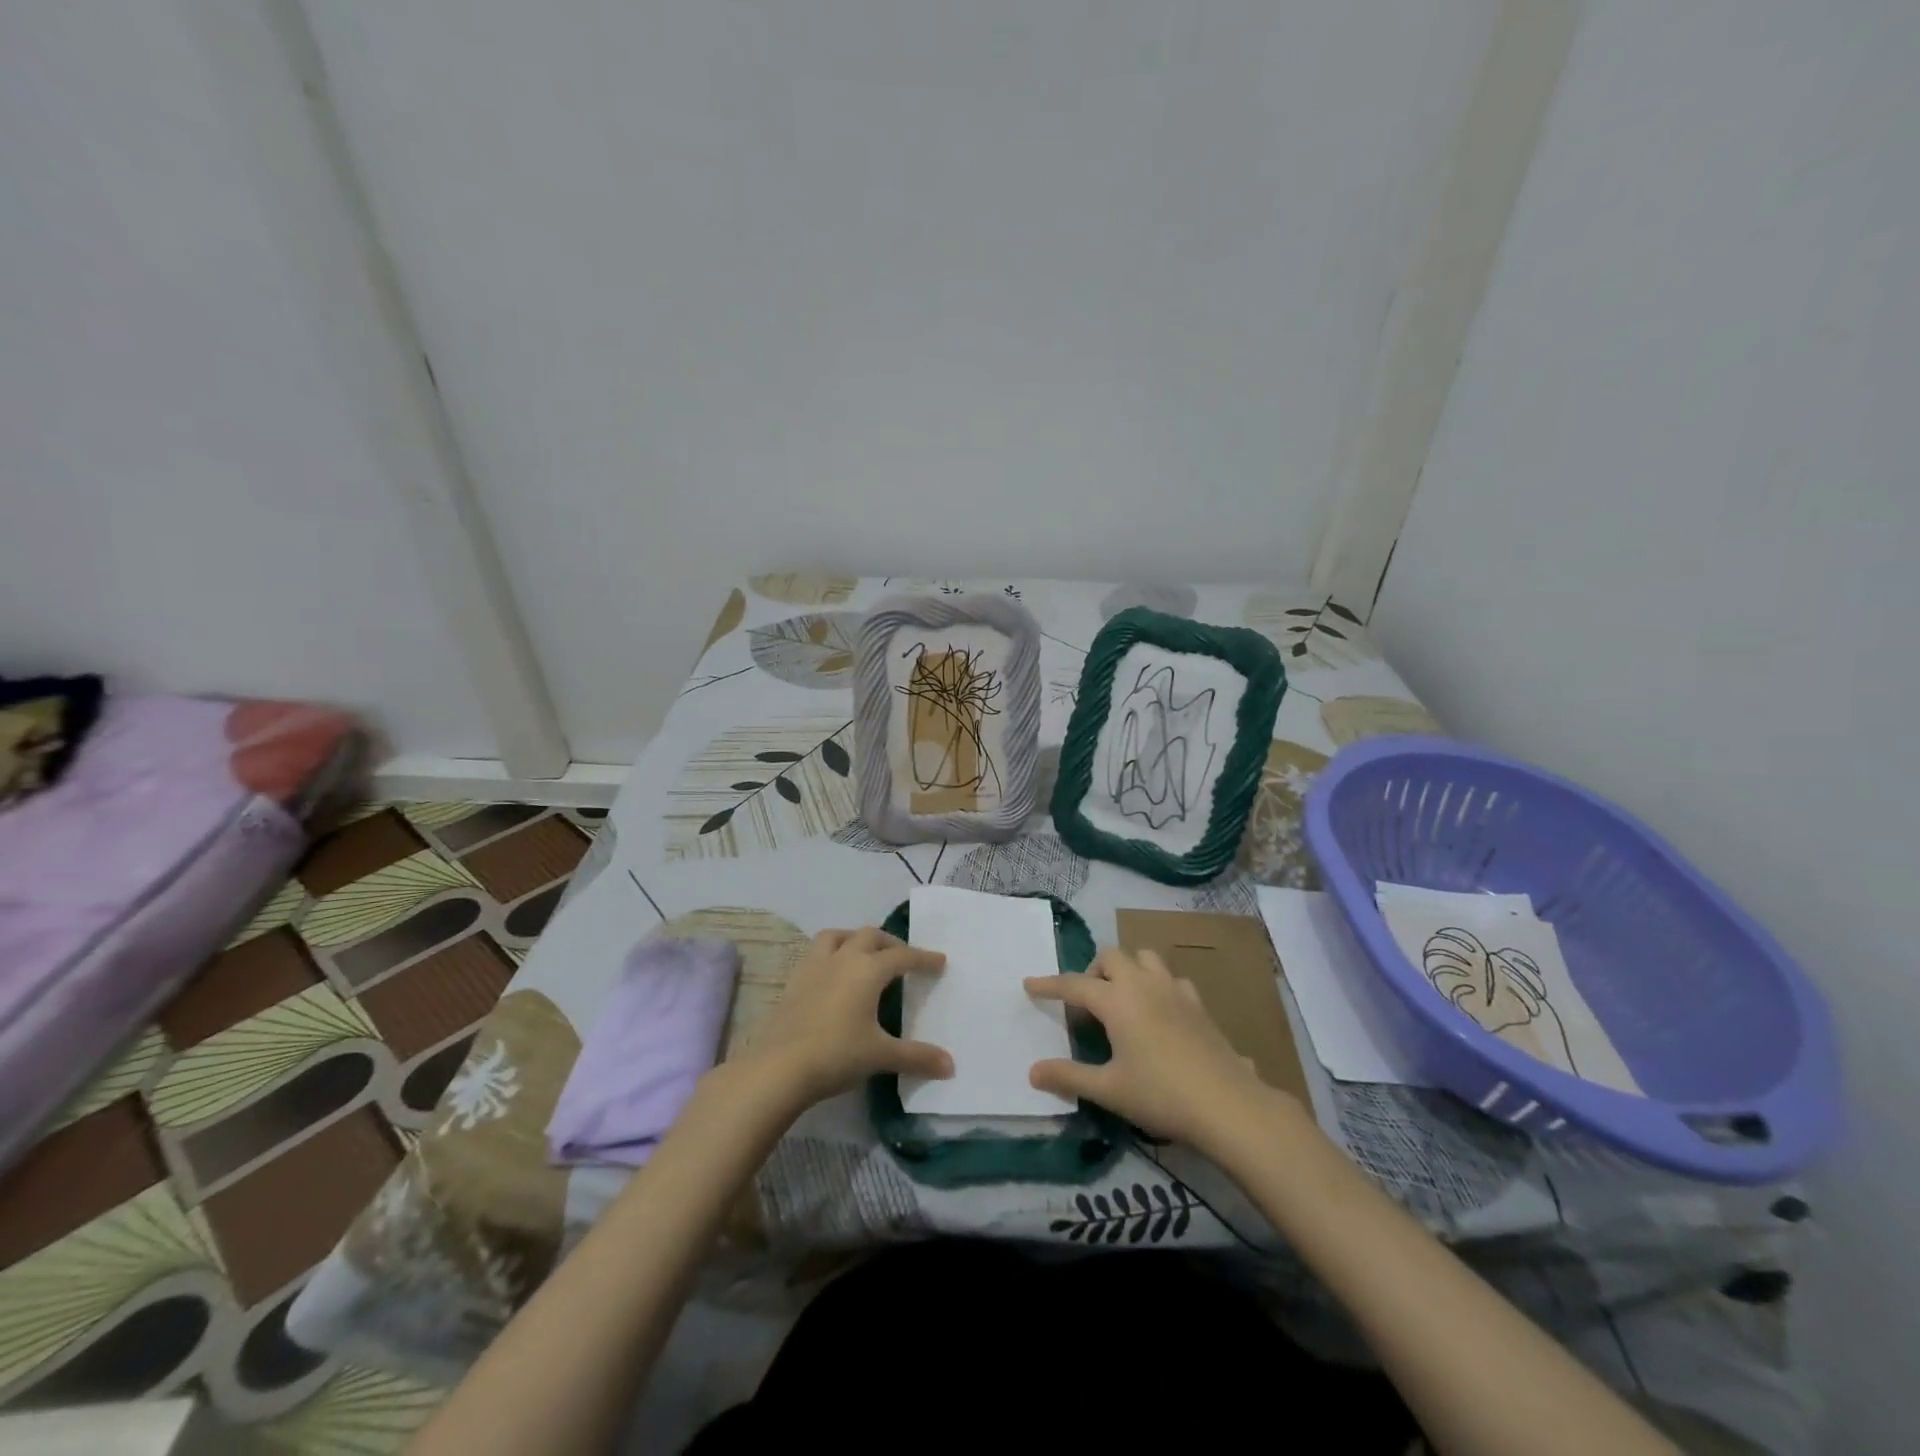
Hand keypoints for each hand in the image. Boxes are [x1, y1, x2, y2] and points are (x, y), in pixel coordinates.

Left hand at [736, 927, 952, 1108]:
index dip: (923, 958)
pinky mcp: (794, 981)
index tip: (939, 961)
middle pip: (871, 936)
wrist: (778, 1067)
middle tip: (903, 958)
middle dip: (891, 943)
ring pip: (837, 936)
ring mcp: (814, 967)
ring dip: (855, 939)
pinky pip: (817, 953)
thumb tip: (950, 1066)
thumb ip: (917, 1057)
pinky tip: (834, 976)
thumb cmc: (836, 1055)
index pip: (903, 956)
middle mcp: (843, 958)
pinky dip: (832, 955)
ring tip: (865, 954)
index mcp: (868, 970)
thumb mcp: (881, 1056)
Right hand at [1026, 946, 1279, 1147]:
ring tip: (1122, 999)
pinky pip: (1170, 978)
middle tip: (1087, 1003)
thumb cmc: (1161, 1094)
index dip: (1049, 985)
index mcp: (1116, 1000)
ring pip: (1144, 957)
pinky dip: (1156, 985)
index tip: (1029, 984)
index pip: (1073, 984)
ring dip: (1127, 968)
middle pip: (1110, 956)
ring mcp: (1173, 989)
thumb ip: (1069, 1076)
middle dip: (1092, 970)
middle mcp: (1143, 984)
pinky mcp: (1197, 1003)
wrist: (1227, 1103)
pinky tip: (1159, 1012)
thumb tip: (1032, 1071)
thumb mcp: (1108, 1089)